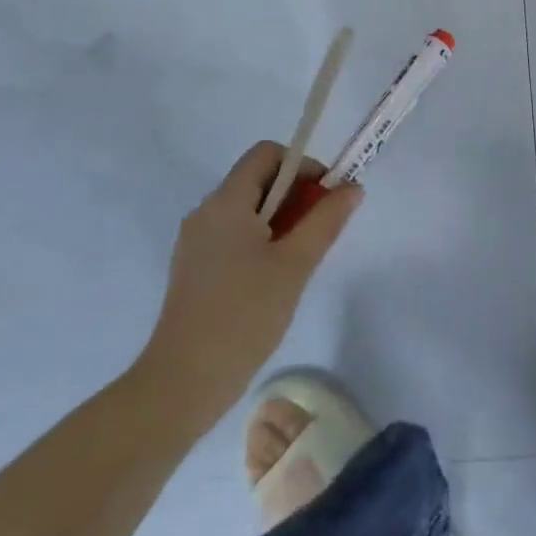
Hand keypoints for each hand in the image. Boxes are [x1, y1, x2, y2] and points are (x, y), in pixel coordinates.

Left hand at [139, 142, 361, 417]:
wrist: (184, 381)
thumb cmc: (244, 315)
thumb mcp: (295, 265)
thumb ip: (325, 220)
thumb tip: (352, 188)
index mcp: (226, 202)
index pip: (266, 154)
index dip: (303, 165)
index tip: (326, 198)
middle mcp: (206, 212)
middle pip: (258, 180)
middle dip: (296, 195)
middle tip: (320, 232)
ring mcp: (196, 241)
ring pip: (248, 210)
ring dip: (281, 220)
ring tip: (300, 260)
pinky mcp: (195, 267)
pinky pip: (234, 234)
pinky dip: (261, 240)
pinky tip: (275, 278)